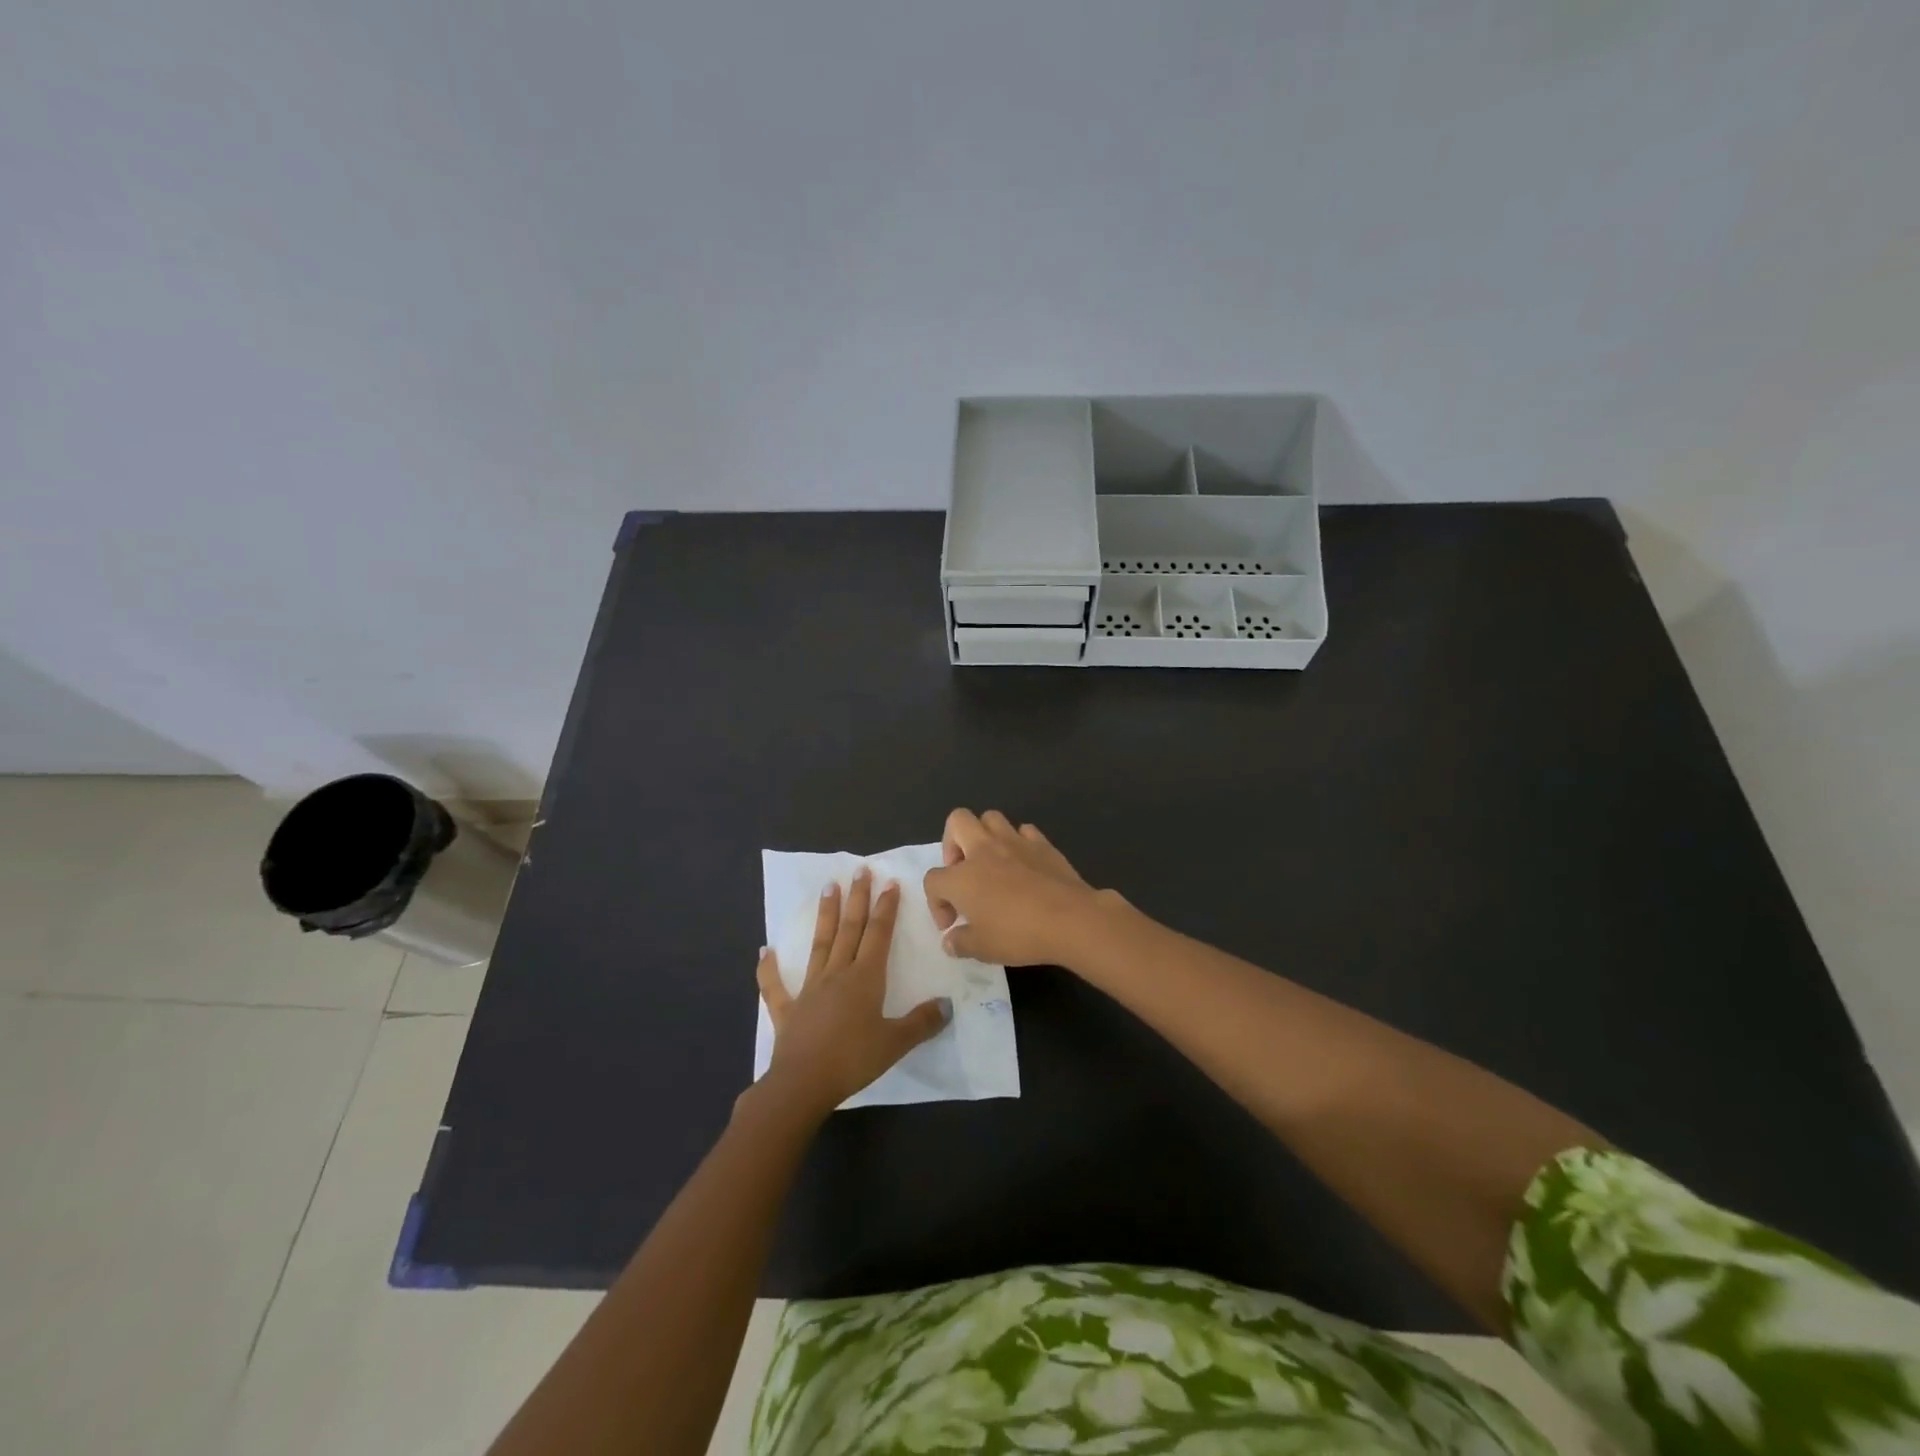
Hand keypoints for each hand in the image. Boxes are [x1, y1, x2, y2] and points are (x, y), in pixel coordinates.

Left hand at [754, 869, 949, 1118]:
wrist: (803, 1083)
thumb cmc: (853, 1060)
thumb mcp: (895, 1043)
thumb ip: (922, 1022)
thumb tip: (947, 1004)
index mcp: (865, 978)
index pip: (878, 934)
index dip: (886, 908)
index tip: (890, 883)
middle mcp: (837, 974)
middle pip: (850, 929)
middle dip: (857, 898)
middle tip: (860, 870)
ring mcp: (809, 989)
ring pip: (820, 944)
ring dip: (825, 915)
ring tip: (828, 887)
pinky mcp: (787, 1009)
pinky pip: (775, 986)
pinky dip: (769, 968)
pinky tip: (765, 950)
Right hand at [922, 809, 1116, 967]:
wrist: (1070, 919)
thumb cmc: (1019, 934)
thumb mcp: (982, 949)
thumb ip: (960, 943)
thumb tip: (950, 940)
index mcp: (961, 877)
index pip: (933, 880)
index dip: (936, 903)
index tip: (952, 924)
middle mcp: (984, 850)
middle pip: (957, 822)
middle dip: (952, 843)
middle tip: (962, 872)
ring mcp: (1015, 842)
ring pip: (990, 818)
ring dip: (984, 835)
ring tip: (991, 863)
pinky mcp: (1042, 843)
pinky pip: (1024, 831)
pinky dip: (1019, 842)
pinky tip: (1023, 863)